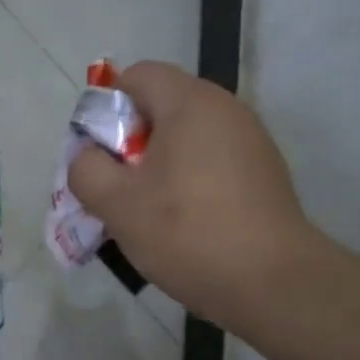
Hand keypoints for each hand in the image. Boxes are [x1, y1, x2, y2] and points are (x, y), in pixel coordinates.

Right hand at [67, 61, 320, 327]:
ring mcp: (251, 141)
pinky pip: (211, 163)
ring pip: (185, 140)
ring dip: (158, 168)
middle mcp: (226, 109)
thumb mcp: (117, 204)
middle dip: (129, 144)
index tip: (100, 156)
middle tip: (117, 190)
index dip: (106, 108)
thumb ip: (86, 170)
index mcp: (190, 103)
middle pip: (161, 108)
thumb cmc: (187, 233)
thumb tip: (87, 156)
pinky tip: (185, 225)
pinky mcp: (264, 173)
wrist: (273, 283)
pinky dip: (188, 183)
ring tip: (148, 213)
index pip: (136, 76)